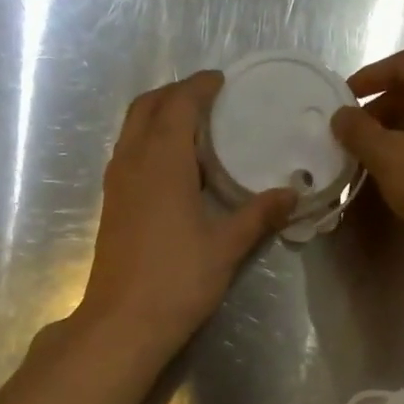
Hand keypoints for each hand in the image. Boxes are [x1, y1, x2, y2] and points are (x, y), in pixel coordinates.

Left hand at [74, 70, 294, 357]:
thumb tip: (292, 194)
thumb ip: (258, 215)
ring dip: (159, 116)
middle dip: (175, 94)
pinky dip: (150, 142)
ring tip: (195, 128)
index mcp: (161, 161)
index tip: (223, 81)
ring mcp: (116, 184)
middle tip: (208, 99)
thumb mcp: (225, 246)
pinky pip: (129, 154)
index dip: (200, 86)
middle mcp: (132, 161)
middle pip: (146, 107)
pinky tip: (176, 168)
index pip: (179, 104)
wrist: (123, 322)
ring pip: (132, 130)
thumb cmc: (177, 280)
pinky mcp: (112, 205)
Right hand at [332, 50, 403, 253]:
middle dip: (384, 105)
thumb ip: (360, 132)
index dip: (369, 78)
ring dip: (401, 127)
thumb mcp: (388, 157)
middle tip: (356, 129)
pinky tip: (403, 168)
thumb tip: (341, 116)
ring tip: (374, 151)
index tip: (344, 98)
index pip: (403, 64)